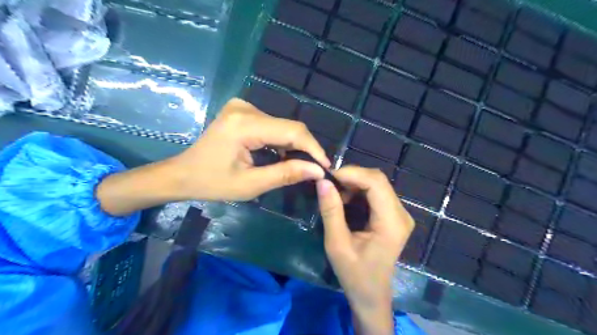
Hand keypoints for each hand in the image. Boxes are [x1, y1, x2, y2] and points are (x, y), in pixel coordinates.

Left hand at [169, 97, 331, 201]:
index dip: (313, 148)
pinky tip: (283, 156)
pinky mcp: (243, 111)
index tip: (326, 166)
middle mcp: (245, 108)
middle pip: (288, 127)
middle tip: (314, 169)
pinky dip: (281, 141)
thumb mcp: (251, 184)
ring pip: (282, 126)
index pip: (291, 131)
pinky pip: (272, 125)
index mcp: (244, 125)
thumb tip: (317, 171)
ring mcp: (243, 107)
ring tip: (301, 166)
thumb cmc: (212, 183)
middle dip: (304, 149)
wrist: (182, 174)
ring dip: (294, 146)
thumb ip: (285, 174)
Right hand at [317, 168, 415, 334]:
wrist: (371, 295)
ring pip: (376, 184)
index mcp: (391, 222)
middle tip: (328, 184)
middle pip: (378, 180)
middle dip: (351, 177)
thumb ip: (331, 211)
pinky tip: (344, 200)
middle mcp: (401, 214)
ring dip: (353, 183)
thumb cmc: (354, 275)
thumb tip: (322, 182)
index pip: (376, 183)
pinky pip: (376, 193)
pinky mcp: (394, 216)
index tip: (328, 176)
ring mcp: (399, 214)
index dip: (351, 173)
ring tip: (334, 195)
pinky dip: (358, 191)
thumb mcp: (337, 244)